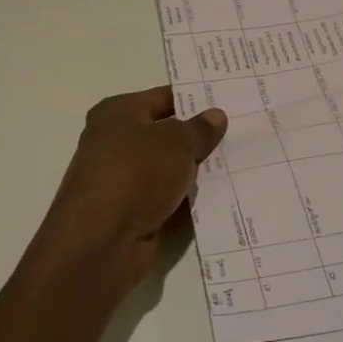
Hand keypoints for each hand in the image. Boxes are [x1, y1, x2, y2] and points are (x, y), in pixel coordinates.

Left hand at [26, 86, 227, 290]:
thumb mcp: (177, 143)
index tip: (230, 103)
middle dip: (199, 138)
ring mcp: (121, 180)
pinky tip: (220, 197)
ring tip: (240, 164)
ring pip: (169, 169)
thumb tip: (215, 116)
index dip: (196, 100)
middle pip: (167, 134)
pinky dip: (186, 199)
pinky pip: (167, 198)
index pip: (165, 97)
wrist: (100, 244)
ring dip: (196, 171)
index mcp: (117, 112)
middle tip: (242, 134)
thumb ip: (199, 129)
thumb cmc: (135, 174)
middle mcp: (115, 142)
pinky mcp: (130, 213)